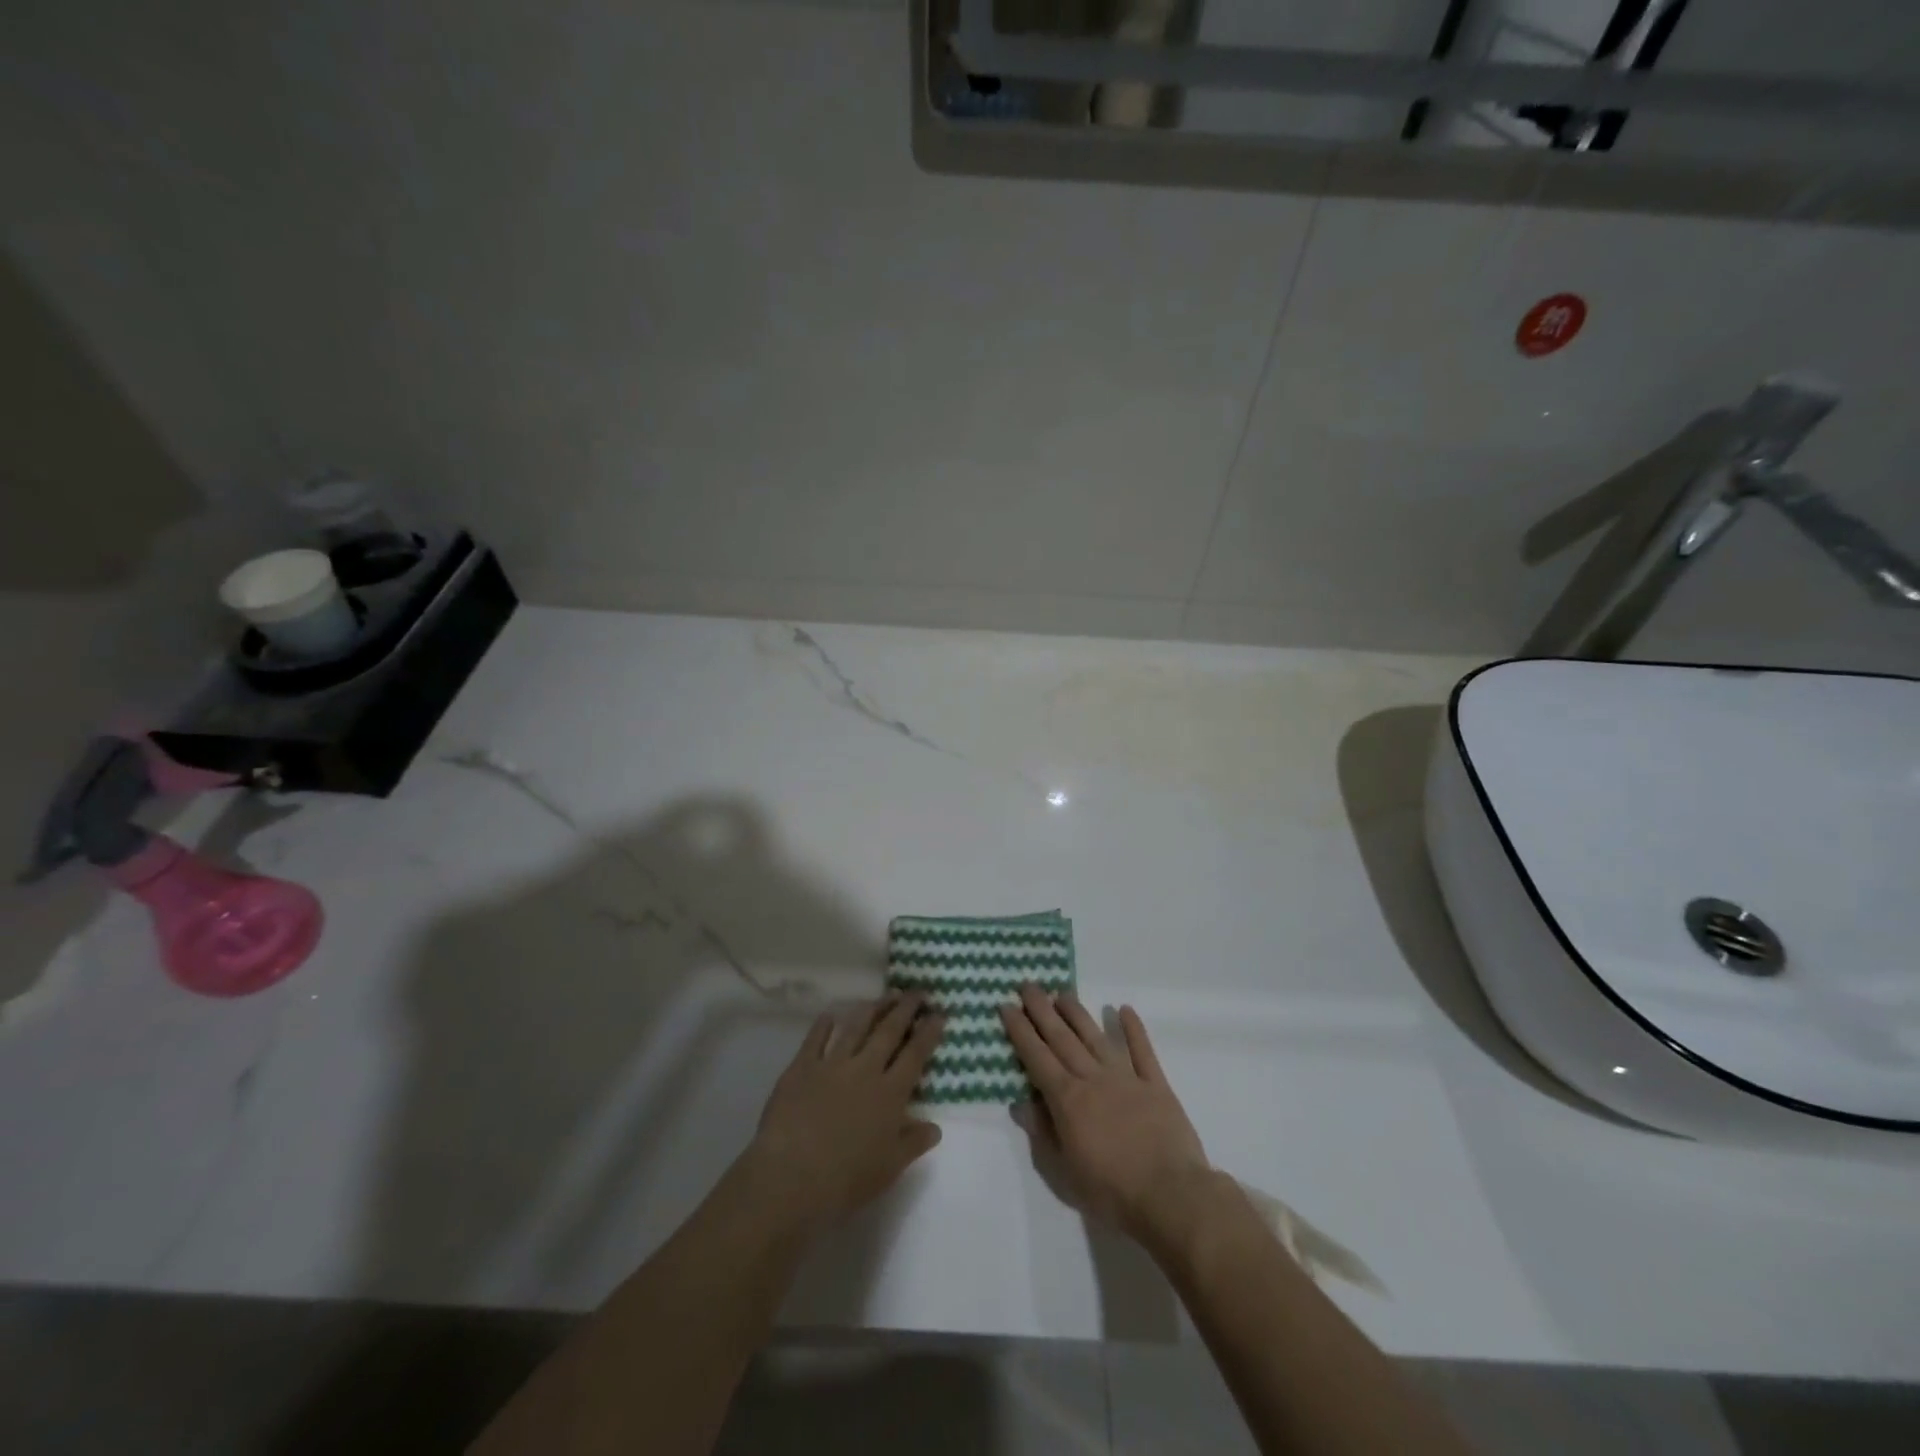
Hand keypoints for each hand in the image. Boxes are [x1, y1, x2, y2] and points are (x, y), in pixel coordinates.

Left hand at [744, 993, 945, 1230]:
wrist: (791, 1177)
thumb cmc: (846, 1179)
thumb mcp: (889, 1168)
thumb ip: (913, 1143)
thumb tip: (935, 1127)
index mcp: (890, 1093)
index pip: (915, 1055)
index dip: (928, 1032)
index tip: (939, 1013)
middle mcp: (865, 1070)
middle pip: (889, 1031)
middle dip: (906, 1009)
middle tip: (917, 991)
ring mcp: (832, 1064)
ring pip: (856, 1027)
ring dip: (872, 1008)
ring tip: (884, 996)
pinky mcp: (802, 1067)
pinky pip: (816, 1038)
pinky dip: (825, 1024)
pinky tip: (831, 1014)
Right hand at [1001, 984, 1210, 1239]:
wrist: (1171, 1196)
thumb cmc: (1112, 1192)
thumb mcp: (1065, 1172)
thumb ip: (1042, 1133)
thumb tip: (1019, 1102)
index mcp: (1068, 1100)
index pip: (1036, 1057)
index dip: (1020, 1031)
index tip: (1007, 1005)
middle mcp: (1092, 1079)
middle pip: (1062, 1038)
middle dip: (1042, 1010)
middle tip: (1028, 984)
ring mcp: (1126, 1078)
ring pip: (1096, 1037)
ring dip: (1078, 1013)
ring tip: (1063, 992)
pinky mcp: (1156, 1085)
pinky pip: (1142, 1051)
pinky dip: (1133, 1029)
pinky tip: (1124, 1009)